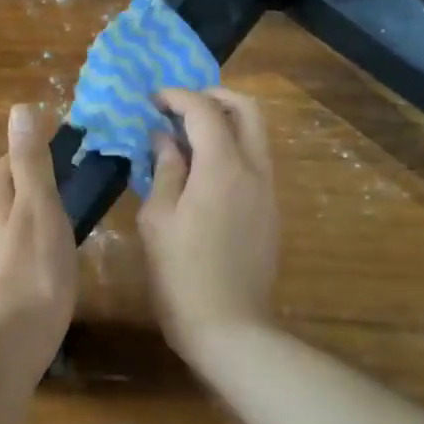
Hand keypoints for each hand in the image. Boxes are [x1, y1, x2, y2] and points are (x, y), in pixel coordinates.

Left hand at [0, 104, 78, 351]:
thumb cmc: (34, 277)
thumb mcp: (42, 213)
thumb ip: (30, 164)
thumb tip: (20, 109)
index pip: (7, 166)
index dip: (28, 161)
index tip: (52, 165)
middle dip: (13, 194)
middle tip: (47, 208)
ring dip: (1, 229)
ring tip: (29, 246)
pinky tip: (5, 281)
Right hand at [139, 88, 280, 353]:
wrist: (229, 327)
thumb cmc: (181, 273)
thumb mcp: (158, 219)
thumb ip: (165, 169)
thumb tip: (164, 138)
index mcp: (222, 167)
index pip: (204, 110)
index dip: (177, 97)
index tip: (152, 100)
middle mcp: (254, 170)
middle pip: (246, 109)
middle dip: (213, 96)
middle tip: (179, 106)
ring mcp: (268, 191)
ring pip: (255, 135)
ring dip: (225, 122)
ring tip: (187, 137)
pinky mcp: (271, 211)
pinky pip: (255, 161)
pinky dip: (232, 148)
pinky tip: (203, 171)